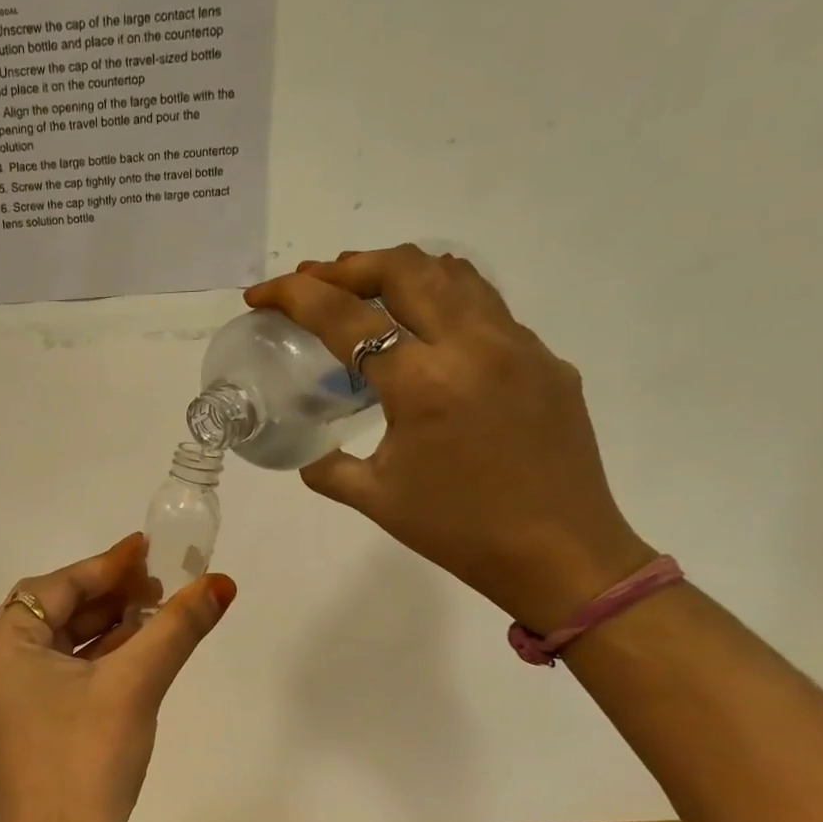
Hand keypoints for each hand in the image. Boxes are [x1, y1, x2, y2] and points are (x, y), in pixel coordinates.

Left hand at [0, 533, 235, 821]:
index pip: (57, 586)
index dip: (107, 565)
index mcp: (1, 646)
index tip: (147, 548)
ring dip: (106, 627)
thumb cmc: (88, 762)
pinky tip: (134, 652)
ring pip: (59, 644)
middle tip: (159, 583)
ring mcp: (2, 698)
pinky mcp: (19, 725)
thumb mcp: (136, 685)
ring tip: (156, 612)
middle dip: (109, 595)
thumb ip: (177, 627)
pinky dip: (94, 660)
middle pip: (55, 611)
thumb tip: (222, 583)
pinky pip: (57, 674)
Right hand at [245, 245, 653, 631]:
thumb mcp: (374, 499)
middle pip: (404, 269)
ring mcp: (519, 346)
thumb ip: (326, 466)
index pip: (345, 316)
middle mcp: (473, 346)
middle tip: (315, 283)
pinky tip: (428, 332)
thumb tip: (307, 451)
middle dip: (348, 266)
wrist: (561, 555)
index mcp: (422, 384)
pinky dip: (444, 299)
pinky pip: (488, 307)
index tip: (261, 295)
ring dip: (399, 271)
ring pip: (454, 274)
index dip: (293, 296)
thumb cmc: (458, 531)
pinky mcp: (547, 359)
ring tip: (366, 288)